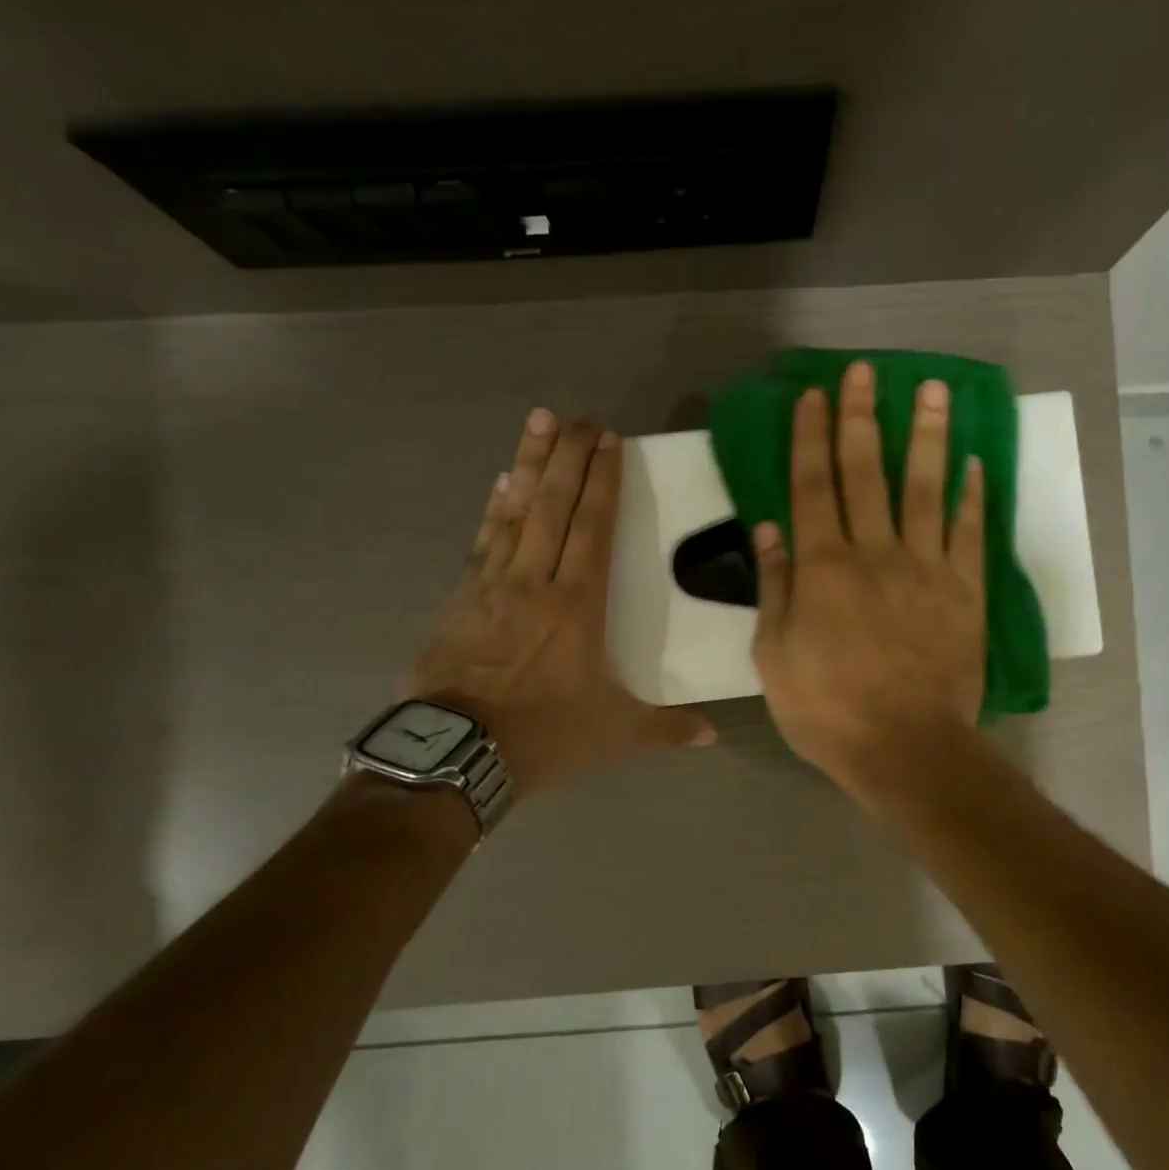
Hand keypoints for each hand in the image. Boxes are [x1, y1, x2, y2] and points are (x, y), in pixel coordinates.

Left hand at [413, 409, 715, 797]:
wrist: (456, 753)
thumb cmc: (543, 735)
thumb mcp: (614, 734)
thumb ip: (665, 728)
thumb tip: (712, 735)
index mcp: (578, 605)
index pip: (593, 526)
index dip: (602, 480)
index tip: (609, 440)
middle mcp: (536, 581)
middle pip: (554, 505)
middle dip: (568, 456)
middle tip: (579, 416)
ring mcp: (493, 585)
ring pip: (516, 511)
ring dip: (530, 464)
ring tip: (539, 421)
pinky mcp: (462, 598)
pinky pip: (483, 540)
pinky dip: (494, 508)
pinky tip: (501, 483)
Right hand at [751, 361, 986, 799]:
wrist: (906, 747)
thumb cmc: (828, 710)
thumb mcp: (774, 658)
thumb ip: (774, 589)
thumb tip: (769, 529)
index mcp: (822, 569)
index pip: (812, 486)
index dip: (811, 437)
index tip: (814, 395)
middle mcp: (875, 554)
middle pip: (866, 473)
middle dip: (863, 418)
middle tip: (866, 371)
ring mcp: (926, 569)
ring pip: (926, 489)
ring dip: (927, 437)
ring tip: (933, 391)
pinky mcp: (966, 592)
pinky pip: (969, 533)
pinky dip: (972, 497)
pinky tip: (974, 463)